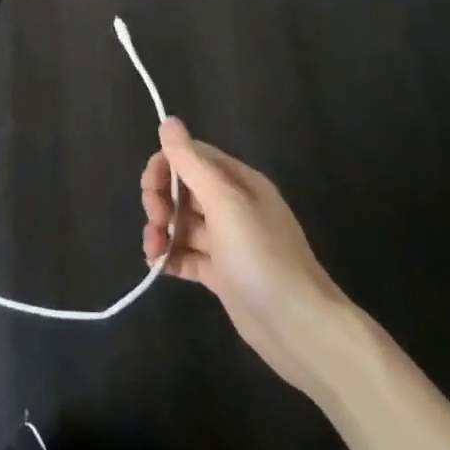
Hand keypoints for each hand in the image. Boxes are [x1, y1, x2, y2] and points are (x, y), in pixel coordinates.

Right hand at [141, 118, 354, 395]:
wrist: (300, 328)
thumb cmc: (261, 256)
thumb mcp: (225, 202)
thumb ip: (192, 163)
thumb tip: (168, 121)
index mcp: (239, 182)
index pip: (191, 157)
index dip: (165, 167)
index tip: (150, 190)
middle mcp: (233, 206)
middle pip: (183, 189)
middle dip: (160, 200)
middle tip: (155, 222)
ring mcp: (228, 242)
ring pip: (182, 223)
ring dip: (161, 231)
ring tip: (153, 251)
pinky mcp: (223, 274)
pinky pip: (187, 255)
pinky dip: (170, 257)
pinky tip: (157, 266)